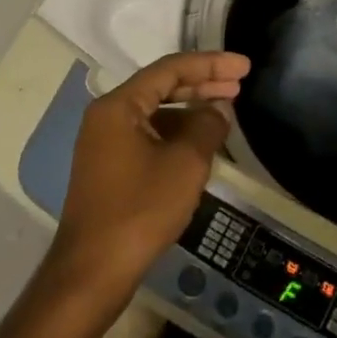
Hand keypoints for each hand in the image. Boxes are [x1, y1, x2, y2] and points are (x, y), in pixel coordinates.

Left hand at [51, 51, 250, 302]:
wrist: (92, 274)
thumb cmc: (140, 210)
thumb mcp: (186, 163)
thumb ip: (207, 125)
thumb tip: (218, 109)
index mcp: (119, 106)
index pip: (170, 69)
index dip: (211, 63)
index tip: (244, 67)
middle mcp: (107, 117)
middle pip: (161, 86)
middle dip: (203, 82)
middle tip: (240, 84)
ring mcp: (106, 144)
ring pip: (156, 112)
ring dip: (191, 108)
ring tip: (226, 111)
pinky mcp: (110, 168)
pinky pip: (149, 135)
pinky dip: (177, 132)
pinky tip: (201, 142)